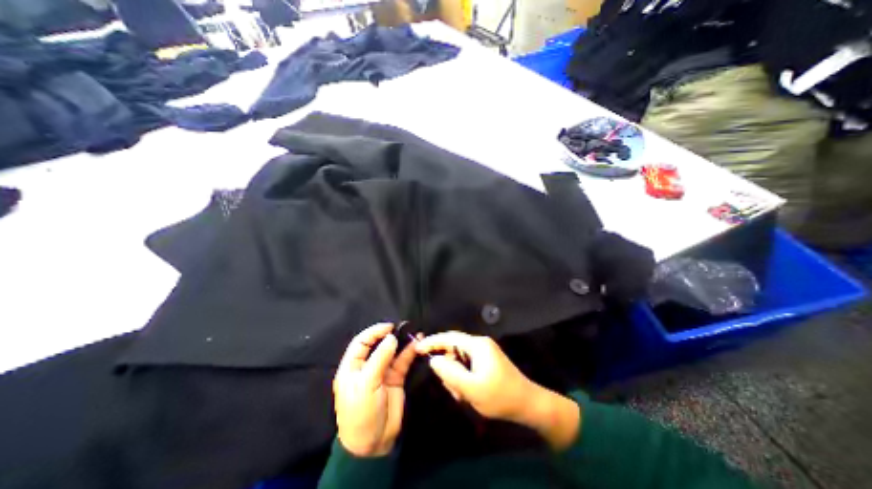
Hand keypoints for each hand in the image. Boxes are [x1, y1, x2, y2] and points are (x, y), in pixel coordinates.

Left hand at [332, 323, 416, 455]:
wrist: (373, 443)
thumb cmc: (362, 412)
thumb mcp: (367, 384)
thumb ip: (380, 359)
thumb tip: (391, 337)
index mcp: (352, 367)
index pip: (361, 342)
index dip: (374, 332)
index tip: (389, 326)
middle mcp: (367, 366)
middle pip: (378, 345)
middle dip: (390, 335)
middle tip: (404, 327)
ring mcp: (382, 372)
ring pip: (393, 352)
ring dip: (403, 342)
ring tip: (414, 333)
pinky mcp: (395, 378)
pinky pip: (403, 362)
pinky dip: (410, 353)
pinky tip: (417, 344)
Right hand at [413, 332, 577, 450]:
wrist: (528, 404)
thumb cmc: (500, 396)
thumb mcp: (472, 388)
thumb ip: (450, 373)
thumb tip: (434, 360)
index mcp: (477, 345)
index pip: (449, 338)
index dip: (432, 341)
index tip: (417, 348)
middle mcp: (480, 345)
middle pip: (453, 350)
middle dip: (449, 369)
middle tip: (454, 389)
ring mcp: (483, 353)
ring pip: (459, 361)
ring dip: (456, 377)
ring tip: (463, 395)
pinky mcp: (486, 362)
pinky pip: (467, 367)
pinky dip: (463, 379)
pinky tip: (468, 393)